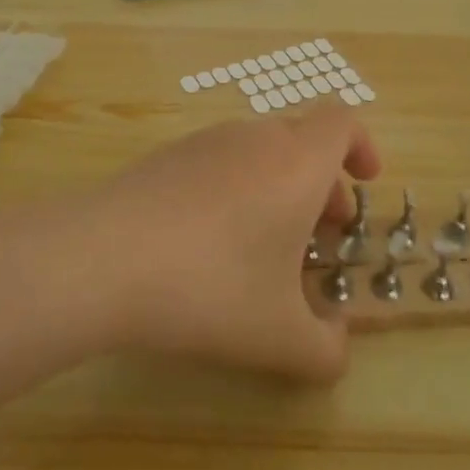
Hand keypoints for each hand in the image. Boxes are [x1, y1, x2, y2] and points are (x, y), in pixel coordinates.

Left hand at [84, 104, 381, 382]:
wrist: (104, 256)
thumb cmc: (211, 287)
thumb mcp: (280, 338)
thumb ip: (326, 349)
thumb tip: (337, 343)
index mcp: (297, 162)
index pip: (342, 120)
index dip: (361, 145)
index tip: (365, 183)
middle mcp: (256, 137)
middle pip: (303, 139)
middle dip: (323, 181)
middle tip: (321, 233)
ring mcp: (207, 141)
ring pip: (260, 150)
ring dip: (279, 186)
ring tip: (267, 246)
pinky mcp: (168, 155)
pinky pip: (221, 161)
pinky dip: (236, 188)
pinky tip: (211, 243)